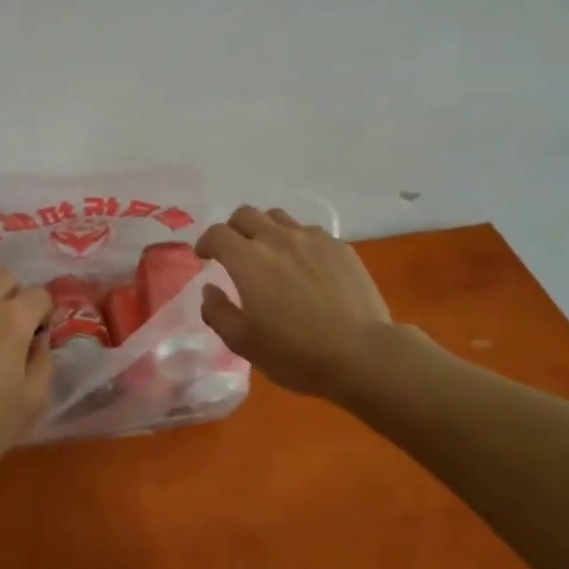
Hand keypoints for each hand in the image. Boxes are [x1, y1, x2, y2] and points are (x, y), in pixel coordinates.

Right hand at [195, 207, 411, 398]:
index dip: (206, 241)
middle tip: (235, 251)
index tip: (205, 256)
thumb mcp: (244, 344)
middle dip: (233, 228)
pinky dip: (297, 241)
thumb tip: (210, 289)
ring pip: (278, 217)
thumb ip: (218, 313)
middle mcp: (276, 238)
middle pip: (246, 214)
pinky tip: (305, 265)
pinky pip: (309, 231)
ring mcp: (311, 238)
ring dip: (265, 229)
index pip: (217, 233)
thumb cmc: (297, 353)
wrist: (363, 354)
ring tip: (270, 253)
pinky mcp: (339, 246)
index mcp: (247, 259)